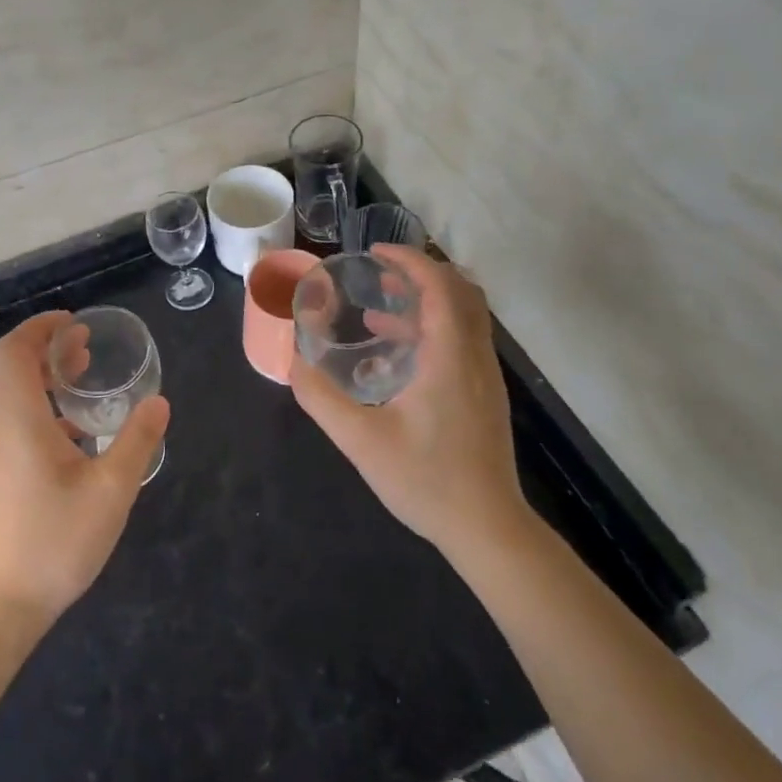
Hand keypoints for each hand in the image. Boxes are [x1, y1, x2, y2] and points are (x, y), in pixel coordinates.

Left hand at [0, 311, 169, 628]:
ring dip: (48, 382)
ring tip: (87, 384)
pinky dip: (45, 411)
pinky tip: (79, 437)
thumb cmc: (54, 541)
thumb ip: (137, 441)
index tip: (75, 323)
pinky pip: (17, 425)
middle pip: (15, 370)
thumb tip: (158, 402)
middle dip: (51, 351)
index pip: (15, 349)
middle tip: (89, 348)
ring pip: (16, 399)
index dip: (42, 327)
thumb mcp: (111, 490)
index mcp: (17, 418)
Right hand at [291, 246, 525, 560]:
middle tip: (380, 272)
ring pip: (464, 316)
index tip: (375, 253)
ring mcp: (485, 376)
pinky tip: (395, 354)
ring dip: (426, 300)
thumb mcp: (361, 441)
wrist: (487, 528)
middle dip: (420, 272)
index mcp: (450, 356)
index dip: (409, 260)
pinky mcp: (484, 394)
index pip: (440, 286)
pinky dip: (433, 328)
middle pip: (460, 291)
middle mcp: (475, 356)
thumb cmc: (427, 481)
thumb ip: (321, 398)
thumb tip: (293, 362)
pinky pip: (463, 339)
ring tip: (380, 305)